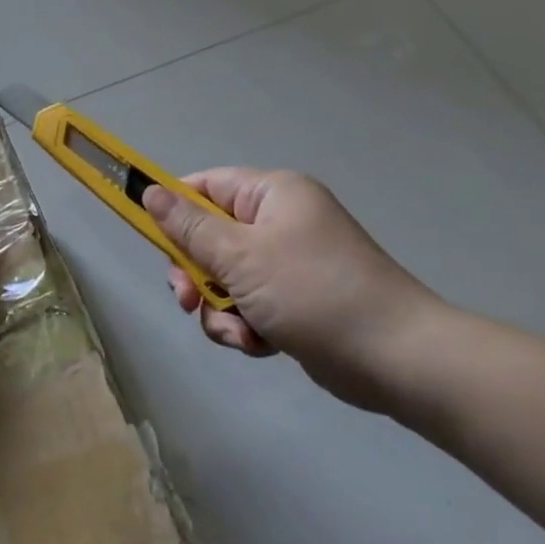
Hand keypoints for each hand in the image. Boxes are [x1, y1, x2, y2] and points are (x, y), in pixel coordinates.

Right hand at [144, 169, 440, 410]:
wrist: (395, 358)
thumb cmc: (312, 292)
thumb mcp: (240, 256)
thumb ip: (189, 226)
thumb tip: (149, 190)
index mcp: (273, 195)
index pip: (206, 186)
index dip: (174, 210)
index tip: (151, 240)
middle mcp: (281, 222)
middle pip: (210, 238)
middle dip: (196, 274)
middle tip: (188, 300)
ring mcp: (289, 263)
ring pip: (225, 278)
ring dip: (220, 309)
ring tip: (239, 333)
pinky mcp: (295, 301)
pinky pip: (249, 305)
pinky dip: (245, 326)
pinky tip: (259, 345)